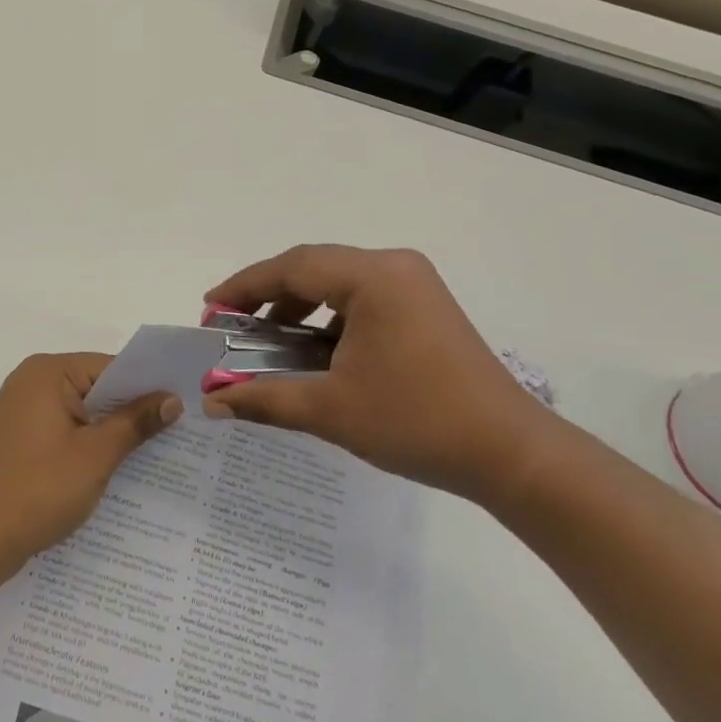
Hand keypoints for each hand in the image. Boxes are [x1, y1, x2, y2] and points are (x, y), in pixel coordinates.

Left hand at [0, 353, 180, 572]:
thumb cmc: (39, 489)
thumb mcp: (96, 455)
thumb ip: (135, 422)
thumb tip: (171, 399)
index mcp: (47, 372)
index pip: (110, 367)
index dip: (147, 387)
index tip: (182, 405)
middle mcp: (30, 382)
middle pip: (94, 387)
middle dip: (130, 410)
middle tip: (177, 430)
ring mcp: (20, 411)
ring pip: (80, 412)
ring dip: (109, 431)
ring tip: (154, 452)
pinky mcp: (17, 439)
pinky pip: (62, 430)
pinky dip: (86, 444)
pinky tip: (113, 468)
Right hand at [201, 245, 563, 502]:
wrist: (510, 454)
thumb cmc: (417, 423)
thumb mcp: (331, 410)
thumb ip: (264, 399)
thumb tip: (210, 403)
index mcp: (374, 277)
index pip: (292, 268)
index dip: (244, 286)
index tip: (210, 308)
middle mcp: (394, 266)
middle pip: (313, 267)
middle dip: (267, 294)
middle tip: (232, 324)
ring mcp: (415, 284)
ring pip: (337, 280)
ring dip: (298, 304)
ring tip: (267, 337)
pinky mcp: (425, 306)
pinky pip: (361, 296)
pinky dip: (329, 316)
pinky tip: (313, 348)